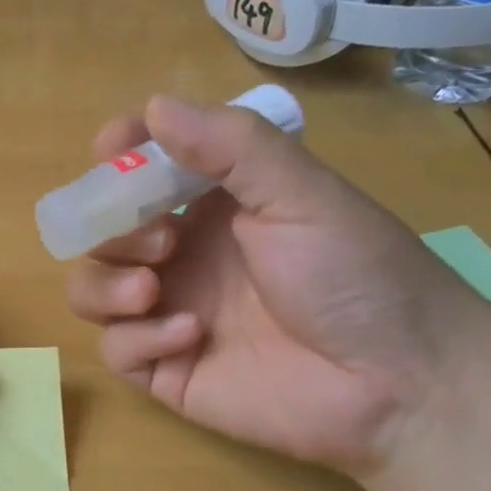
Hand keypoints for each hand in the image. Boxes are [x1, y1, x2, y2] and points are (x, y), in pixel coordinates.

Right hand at [66, 95, 490, 475]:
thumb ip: (232, 146)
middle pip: (101, 232)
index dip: (117, 157)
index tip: (112, 149)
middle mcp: (180, 258)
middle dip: (111, 229)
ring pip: (89, 289)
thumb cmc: (359, 276)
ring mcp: (167, 314)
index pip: (140, 173)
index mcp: (210, 210)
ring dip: (105, 283)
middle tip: (161, 240)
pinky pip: (115, 348)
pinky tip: (191, 336)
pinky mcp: (164, 370)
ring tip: (151, 289)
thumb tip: (153, 105)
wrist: (401, 385)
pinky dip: (138, 337)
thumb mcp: (304, 196)